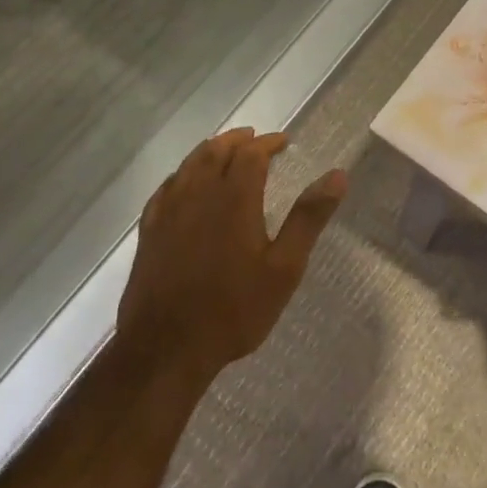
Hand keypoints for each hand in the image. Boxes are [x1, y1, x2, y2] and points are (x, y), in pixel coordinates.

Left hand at [117, 128, 347, 380]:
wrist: (166, 349)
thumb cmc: (234, 309)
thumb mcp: (284, 267)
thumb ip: (309, 217)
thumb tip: (337, 175)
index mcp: (233, 199)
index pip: (250, 155)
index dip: (268, 143)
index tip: (284, 141)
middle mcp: (198, 195)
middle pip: (216, 152)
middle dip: (238, 141)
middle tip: (256, 138)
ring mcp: (168, 213)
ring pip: (188, 166)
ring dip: (209, 151)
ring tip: (224, 150)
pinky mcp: (149, 232)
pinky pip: (165, 188)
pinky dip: (181, 174)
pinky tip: (184, 182)